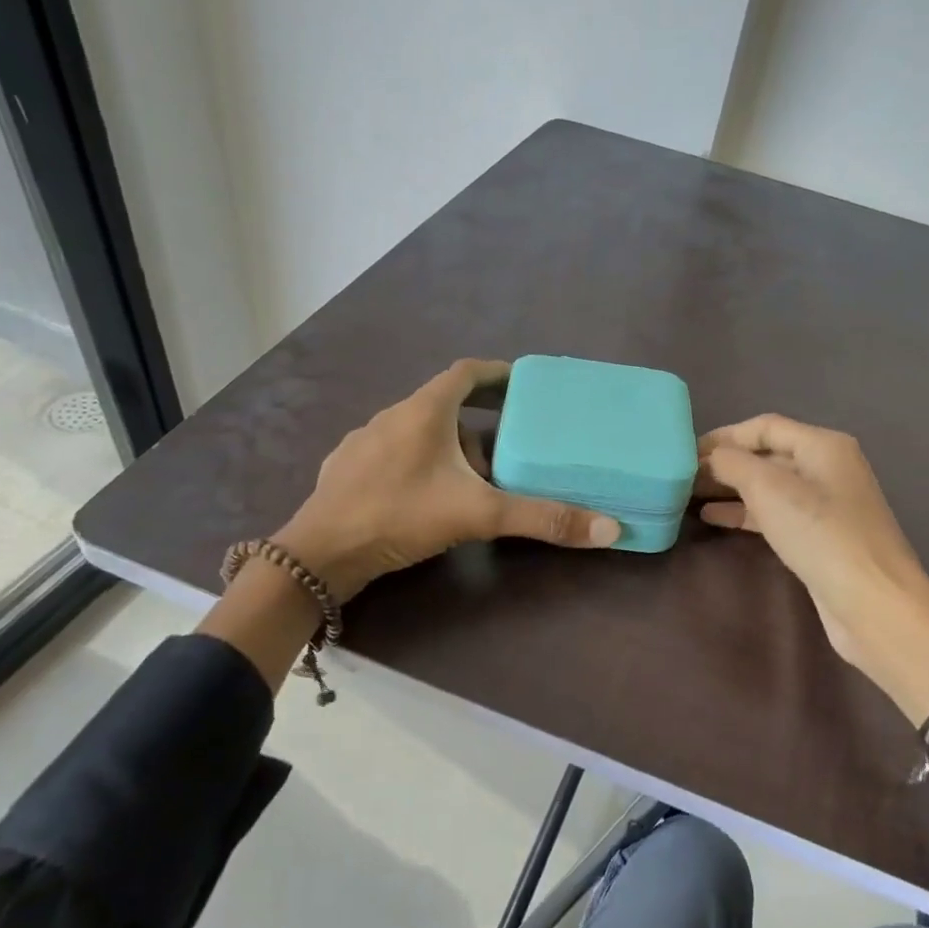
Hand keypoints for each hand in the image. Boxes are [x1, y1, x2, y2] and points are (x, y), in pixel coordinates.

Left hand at [277, 359, 619, 600]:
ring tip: (472, 479)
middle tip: (509, 446)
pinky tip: (424, 497)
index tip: (521, 384)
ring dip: (447, 447)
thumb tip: (609, 529)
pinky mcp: (345, 470)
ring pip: (417, 433)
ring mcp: (363, 443)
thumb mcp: (478, 514)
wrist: (319, 554)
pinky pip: (392, 455)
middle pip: (444, 406)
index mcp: (423, 411)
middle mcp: (391, 416)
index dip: (495, 374)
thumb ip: (541, 518)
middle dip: (479, 423)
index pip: (466, 373)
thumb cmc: (400, 515)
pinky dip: (417, 465)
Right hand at [697, 414, 928, 722]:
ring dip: (729, 488)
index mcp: (823, 445)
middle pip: (766, 454)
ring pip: (768, 486)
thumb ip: (733, 463)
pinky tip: (713, 518)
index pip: (764, 426)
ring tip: (688, 496)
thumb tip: (709, 458)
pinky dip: (744, 512)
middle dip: (724, 463)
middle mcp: (827, 468)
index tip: (685, 452)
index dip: (723, 436)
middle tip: (681, 477)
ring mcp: (825, 505)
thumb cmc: (821, 535)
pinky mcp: (818, 537)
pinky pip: (774, 514)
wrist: (873, 603)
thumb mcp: (770, 489)